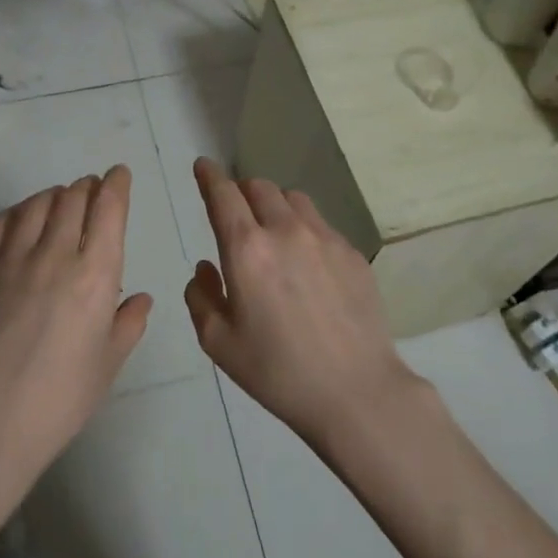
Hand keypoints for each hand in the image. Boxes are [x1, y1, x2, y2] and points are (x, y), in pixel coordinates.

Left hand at [0, 167, 150, 484]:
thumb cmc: (62, 397)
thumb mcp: (108, 363)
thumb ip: (128, 323)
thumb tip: (140, 298)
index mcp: (95, 275)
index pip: (108, 209)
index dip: (116, 185)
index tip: (118, 175)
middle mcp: (55, 255)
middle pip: (72, 199)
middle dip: (86, 187)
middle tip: (90, 190)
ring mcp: (12, 259)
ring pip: (35, 205)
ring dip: (52, 195)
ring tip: (58, 200)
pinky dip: (15, 213)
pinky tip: (20, 219)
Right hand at [185, 157, 420, 446]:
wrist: (356, 391)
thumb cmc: (277, 372)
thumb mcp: (219, 342)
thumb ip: (201, 297)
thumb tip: (206, 268)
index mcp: (246, 249)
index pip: (223, 194)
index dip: (209, 175)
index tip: (203, 166)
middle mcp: (285, 230)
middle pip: (259, 187)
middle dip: (241, 190)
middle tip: (236, 210)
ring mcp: (324, 238)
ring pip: (293, 198)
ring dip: (274, 203)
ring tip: (272, 229)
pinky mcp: (352, 253)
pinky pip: (320, 223)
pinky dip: (303, 226)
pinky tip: (306, 260)